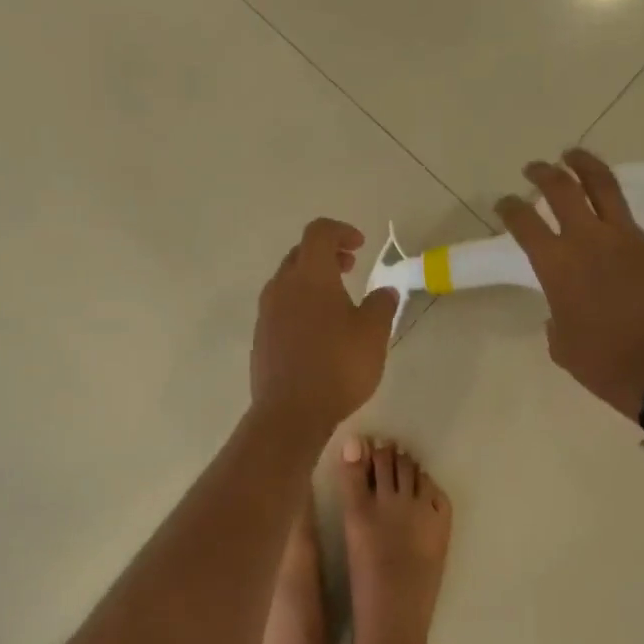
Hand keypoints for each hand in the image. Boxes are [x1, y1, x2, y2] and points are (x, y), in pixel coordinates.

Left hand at [250, 218, 398, 439]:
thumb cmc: (338, 367)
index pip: (319, 233)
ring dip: (310, 282)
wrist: (290, 412)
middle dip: (325, 255)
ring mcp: (265, 314)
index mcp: (310, 276)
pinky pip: (279, 310)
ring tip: (335, 303)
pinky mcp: (260, 339)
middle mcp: (281, 287)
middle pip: (300, 255)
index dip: (341, 231)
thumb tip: (384, 291)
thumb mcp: (373, 334)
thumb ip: (381, 305)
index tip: (360, 246)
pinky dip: (298, 307)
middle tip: (349, 268)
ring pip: (287, 283)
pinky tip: (316, 333)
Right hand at [495, 150, 643, 420]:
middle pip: (562, 191)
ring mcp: (630, 238)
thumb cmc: (599, 362)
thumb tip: (564, 310)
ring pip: (606, 187)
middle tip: (536, 169)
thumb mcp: (561, 343)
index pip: (524, 224)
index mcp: (556, 265)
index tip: (505, 203)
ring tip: (575, 155)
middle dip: (544, 174)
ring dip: (588, 166)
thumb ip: (557, 317)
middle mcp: (589, 240)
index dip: (511, 208)